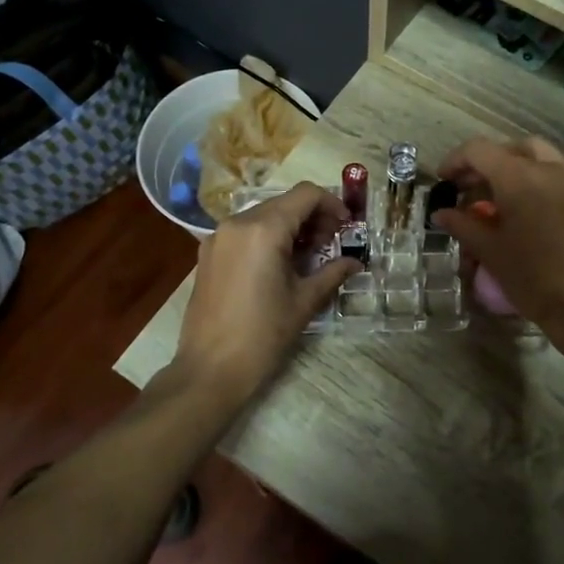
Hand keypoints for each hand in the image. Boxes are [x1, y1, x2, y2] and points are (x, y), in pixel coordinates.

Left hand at [172, 182, 359, 406]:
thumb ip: (332, 272)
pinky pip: (244, 231)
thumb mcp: (305, 301)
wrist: (210, 369)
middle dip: (313, 217)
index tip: (347, 226)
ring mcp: (218, 237)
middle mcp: (237, 223)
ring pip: (263, 215)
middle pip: (284, 202)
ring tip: (308, 256)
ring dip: (290, 226)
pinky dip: (267, 237)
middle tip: (332, 244)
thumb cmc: (263, 335)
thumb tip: (355, 262)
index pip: (306, 194)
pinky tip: (279, 264)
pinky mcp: (208, 253)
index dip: (332, 204)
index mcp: (263, 230)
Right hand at [429, 137, 563, 336]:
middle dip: (487, 161)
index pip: (479, 150)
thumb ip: (462, 225)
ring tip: (507, 186)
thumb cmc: (531, 278)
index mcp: (518, 178)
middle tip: (471, 187)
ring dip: (520, 161)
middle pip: (511, 148)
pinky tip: (541, 196)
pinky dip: (549, 171)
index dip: (456, 160)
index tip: (445, 180)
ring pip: (544, 152)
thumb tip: (440, 213)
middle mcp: (549, 168)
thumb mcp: (489, 251)